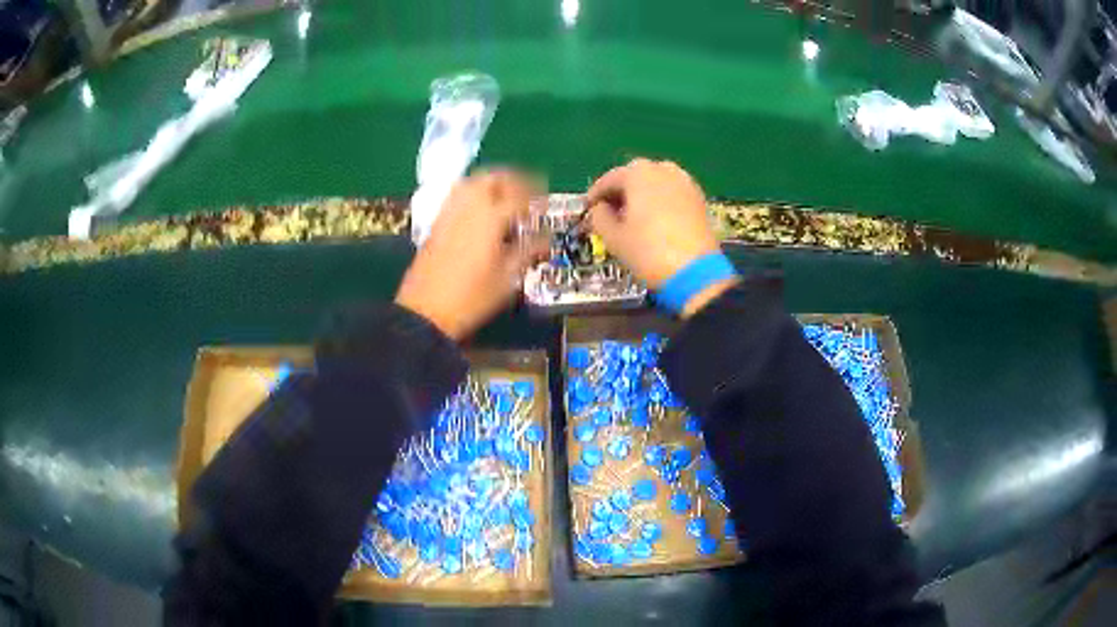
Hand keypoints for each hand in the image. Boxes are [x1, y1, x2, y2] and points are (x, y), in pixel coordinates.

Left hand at [395, 170, 545, 339]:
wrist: (425, 312)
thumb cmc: (471, 299)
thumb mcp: (507, 279)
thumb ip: (528, 252)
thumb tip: (546, 239)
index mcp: (489, 219)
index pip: (517, 196)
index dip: (535, 196)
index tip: (544, 202)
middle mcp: (468, 208)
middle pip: (491, 178)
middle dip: (512, 180)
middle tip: (525, 193)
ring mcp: (448, 214)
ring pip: (471, 182)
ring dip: (491, 183)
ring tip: (504, 197)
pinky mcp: (435, 224)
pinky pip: (457, 196)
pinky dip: (473, 194)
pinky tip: (481, 212)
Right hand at [586, 159, 735, 316]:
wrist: (695, 273)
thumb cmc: (648, 252)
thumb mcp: (613, 237)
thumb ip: (599, 216)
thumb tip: (600, 208)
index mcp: (638, 173)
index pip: (609, 179)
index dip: (595, 195)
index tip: (588, 208)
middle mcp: (663, 169)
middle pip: (634, 176)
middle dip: (620, 192)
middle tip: (610, 212)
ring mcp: (685, 182)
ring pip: (655, 183)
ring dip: (641, 195)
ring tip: (633, 216)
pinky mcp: (699, 198)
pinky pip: (672, 193)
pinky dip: (660, 201)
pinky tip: (655, 220)